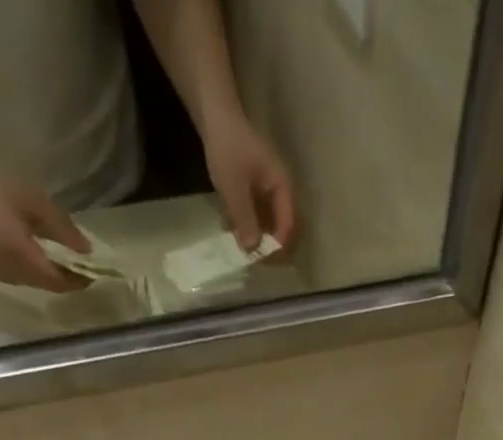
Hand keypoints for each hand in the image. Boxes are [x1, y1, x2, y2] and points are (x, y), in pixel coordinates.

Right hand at [0, 150, 91, 292]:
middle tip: (81, 263)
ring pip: (33, 282)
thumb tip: (87, 251)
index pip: (58, 281)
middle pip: (46, 284)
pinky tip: (37, 253)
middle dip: (65, 277)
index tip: (94, 272)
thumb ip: (63, 229)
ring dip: (49, 273)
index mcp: (19, 256)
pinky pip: (18, 276)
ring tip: (62, 257)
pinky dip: (32, 269)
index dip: (78, 280)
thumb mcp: (33, 201)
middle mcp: (8, 273)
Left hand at [202, 114, 296, 251]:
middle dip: (268, 245)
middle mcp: (279, 192)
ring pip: (267, 224)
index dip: (277, 245)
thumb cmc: (228, 148)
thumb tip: (252, 250)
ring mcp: (267, 192)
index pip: (288, 225)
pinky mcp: (254, 192)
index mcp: (282, 188)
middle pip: (281, 227)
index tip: (262, 260)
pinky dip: (247, 227)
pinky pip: (255, 216)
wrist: (215, 116)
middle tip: (252, 260)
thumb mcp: (234, 187)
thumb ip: (244, 218)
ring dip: (256, 238)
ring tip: (241, 251)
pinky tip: (234, 234)